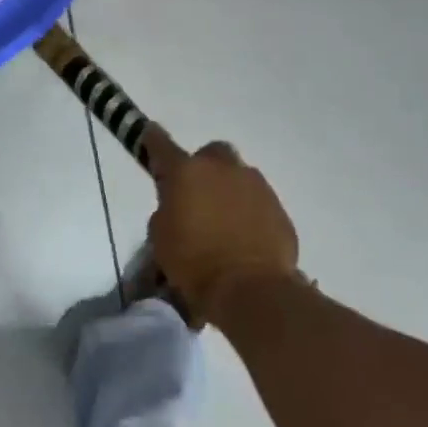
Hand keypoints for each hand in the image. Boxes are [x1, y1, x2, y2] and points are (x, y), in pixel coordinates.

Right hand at [147, 142, 299, 325]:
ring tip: (223, 222)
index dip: (152, 140)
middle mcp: (222, 168)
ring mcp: (255, 185)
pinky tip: (244, 237)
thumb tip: (178, 206)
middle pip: (211, 153)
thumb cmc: (194, 263)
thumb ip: (166, 210)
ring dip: (228, 190)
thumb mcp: (160, 237)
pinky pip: (257, 201)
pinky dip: (249, 212)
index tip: (149, 136)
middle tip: (196, 195)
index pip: (161, 144)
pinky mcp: (278, 207)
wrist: (252, 289)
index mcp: (186, 172)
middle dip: (203, 168)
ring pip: (238, 176)